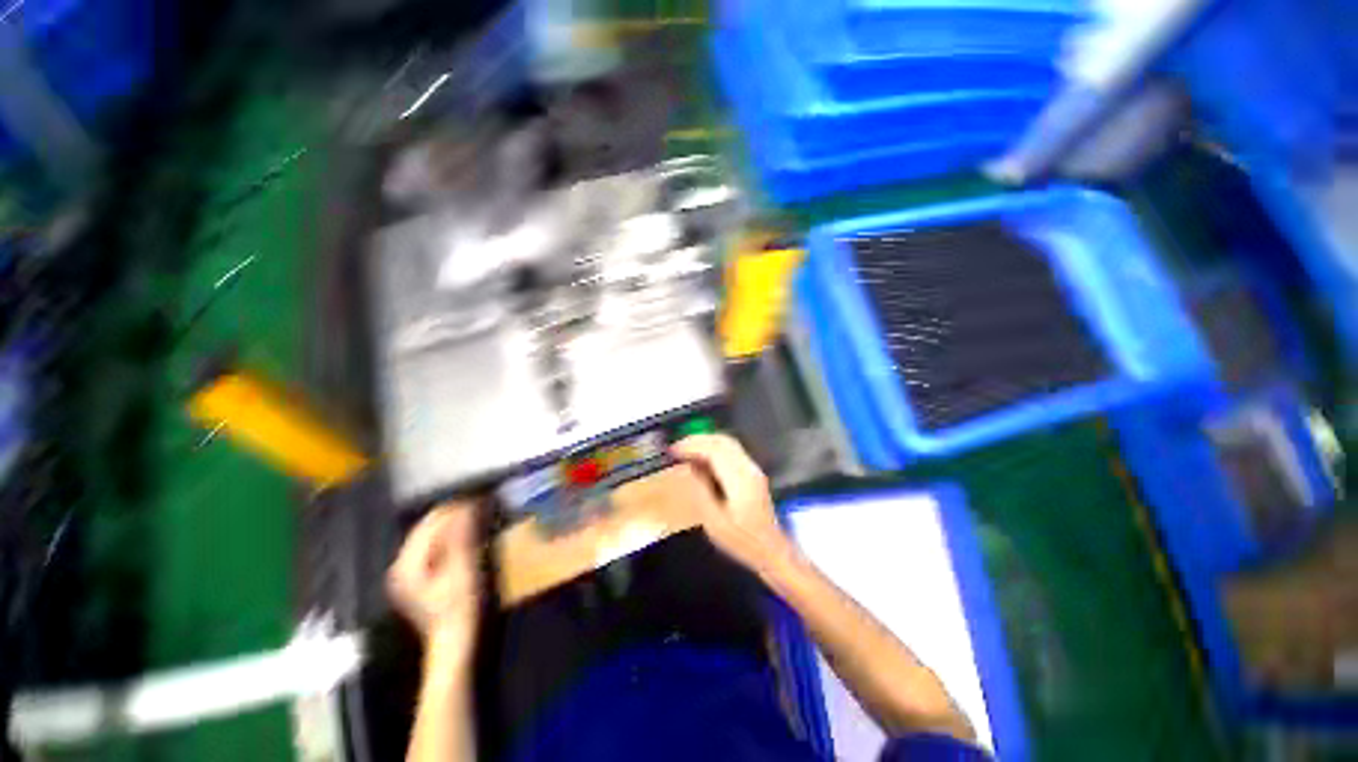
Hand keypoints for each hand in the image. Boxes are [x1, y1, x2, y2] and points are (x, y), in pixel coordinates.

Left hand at [387, 502, 482, 657]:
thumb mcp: (463, 570)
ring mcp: (408, 572)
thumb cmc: (460, 607)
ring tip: (476, 515)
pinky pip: (433, 545)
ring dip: (452, 524)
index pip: (431, 522)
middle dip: (453, 514)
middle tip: (480, 505)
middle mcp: (401, 564)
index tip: (480, 499)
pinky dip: (449, 536)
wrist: (454, 641)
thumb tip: (467, 506)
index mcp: (407, 563)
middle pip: (427, 527)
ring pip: (430, 535)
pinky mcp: (419, 577)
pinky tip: (465, 535)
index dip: (455, 508)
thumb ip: (462, 537)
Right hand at [672, 434, 791, 574]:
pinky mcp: (752, 473)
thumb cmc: (742, 540)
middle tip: (677, 449)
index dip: (692, 445)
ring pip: (728, 443)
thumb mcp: (714, 522)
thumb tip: (688, 468)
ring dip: (706, 443)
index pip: (714, 449)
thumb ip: (701, 491)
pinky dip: (714, 449)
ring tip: (686, 452)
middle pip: (722, 441)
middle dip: (697, 440)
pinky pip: (731, 451)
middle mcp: (748, 468)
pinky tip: (702, 460)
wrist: (772, 550)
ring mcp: (752, 469)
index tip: (673, 451)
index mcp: (739, 479)